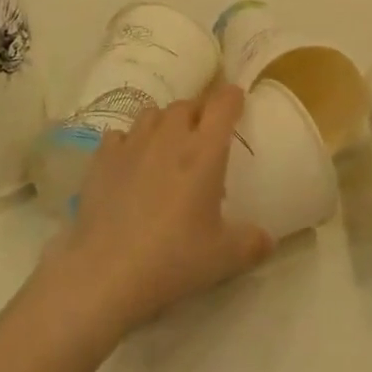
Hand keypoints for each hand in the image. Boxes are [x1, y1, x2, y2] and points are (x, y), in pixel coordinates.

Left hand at [49, 84, 272, 335]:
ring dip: (165, 123)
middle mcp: (170, 136)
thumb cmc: (173, 259)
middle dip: (199, 112)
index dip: (233, 98)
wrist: (105, 274)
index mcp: (205, 150)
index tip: (238, 104)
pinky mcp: (102, 159)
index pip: (223, 103)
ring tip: (168, 145)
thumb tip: (269, 240)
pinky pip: (120, 134)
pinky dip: (129, 141)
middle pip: (188, 104)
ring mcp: (133, 144)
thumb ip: (252, 243)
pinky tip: (130, 161)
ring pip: (153, 113)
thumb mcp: (224, 258)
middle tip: (204, 135)